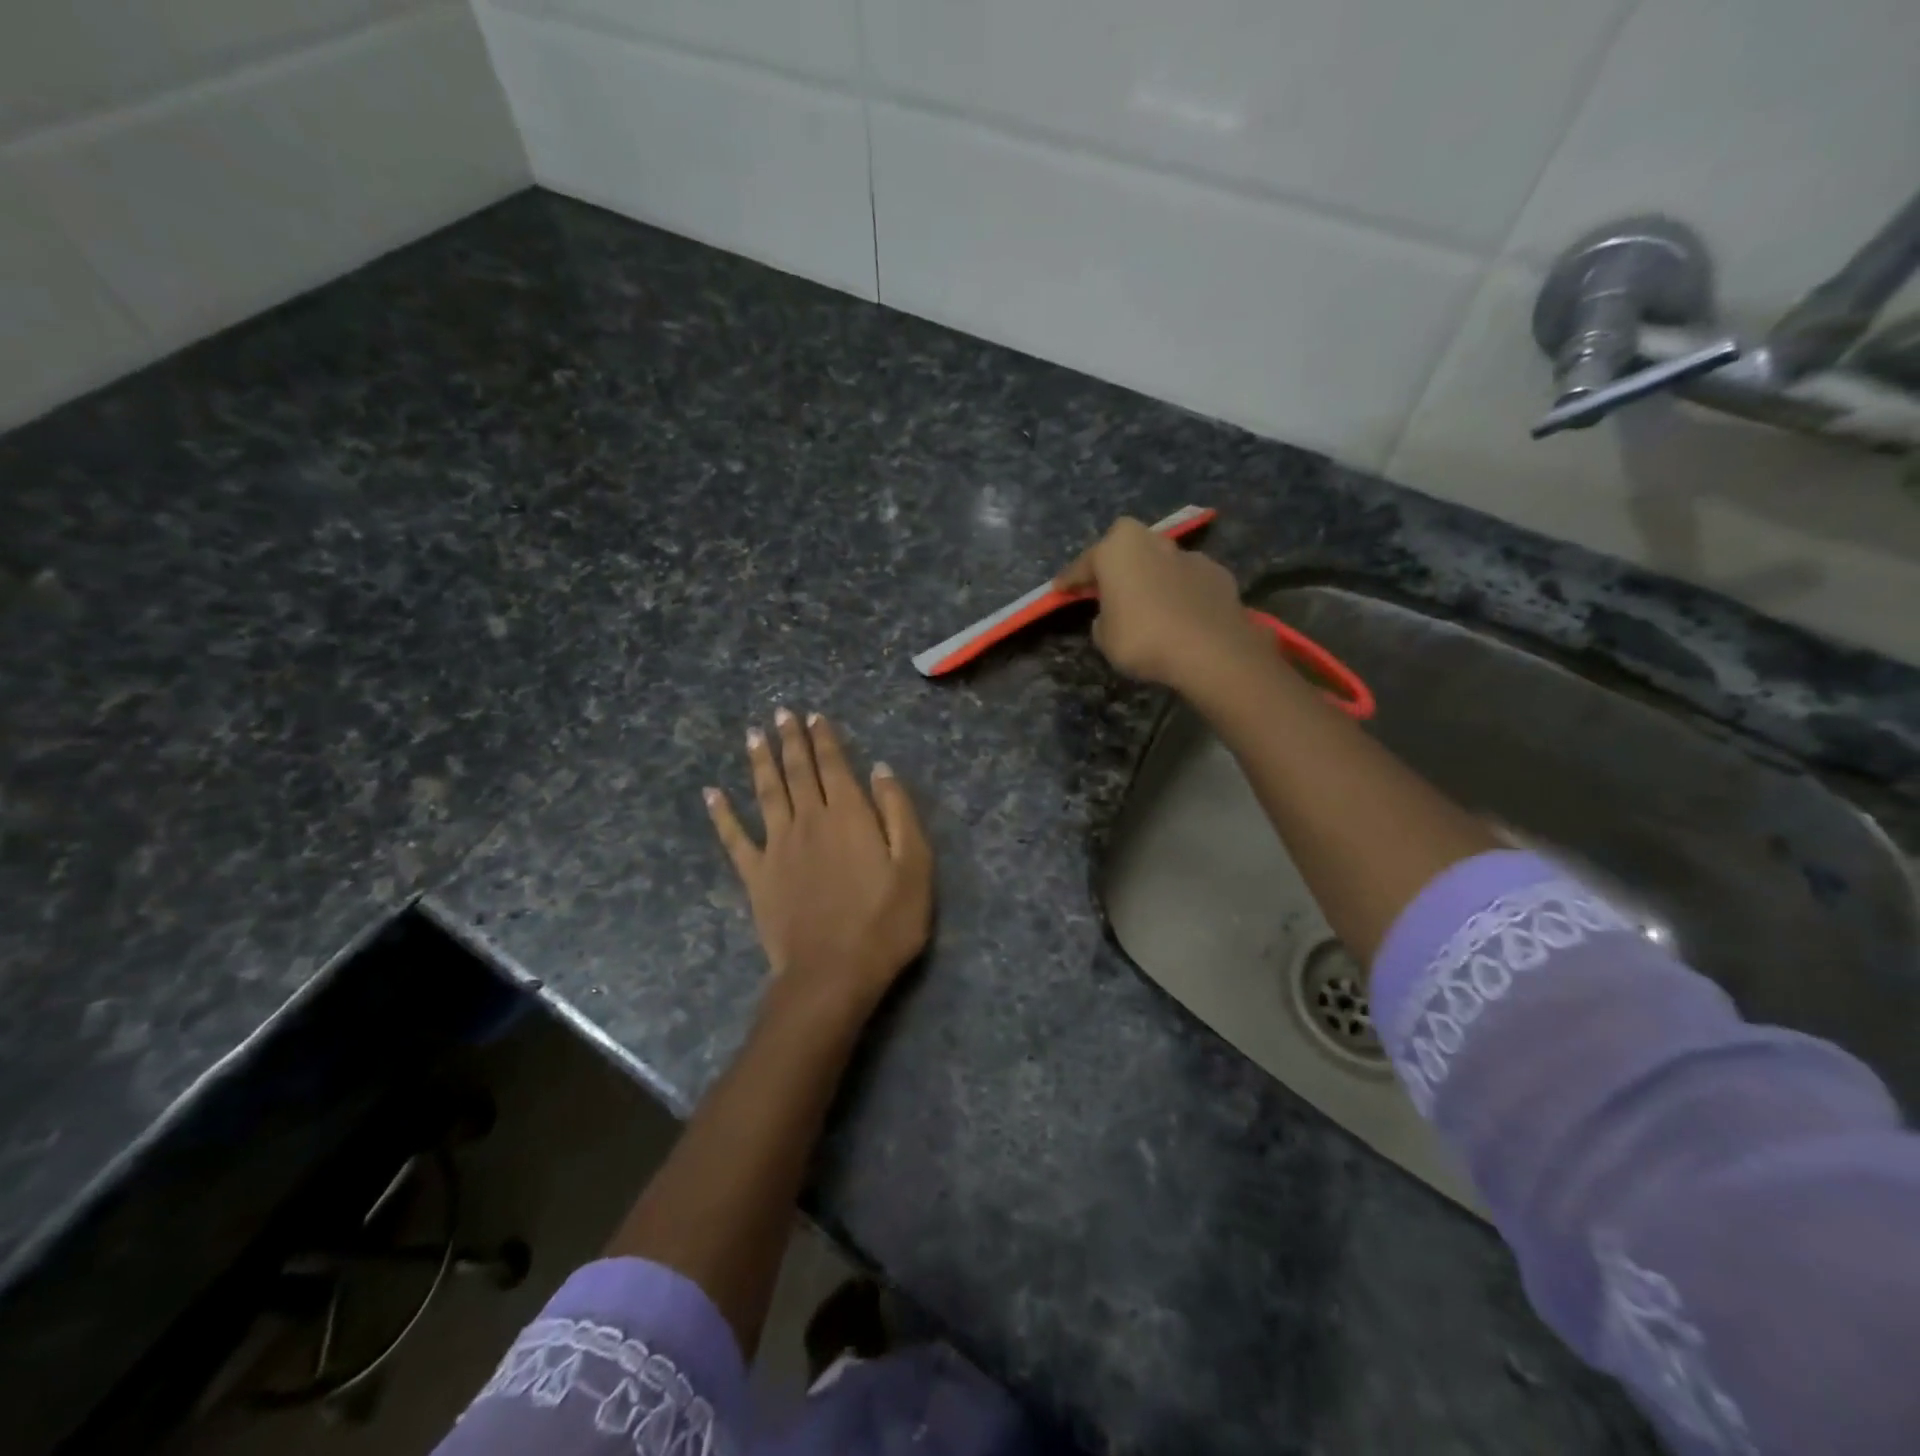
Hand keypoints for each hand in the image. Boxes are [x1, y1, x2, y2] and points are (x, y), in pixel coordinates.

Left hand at [706, 709, 932, 1024]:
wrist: (833, 973)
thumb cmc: (885, 922)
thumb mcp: (914, 866)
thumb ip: (898, 813)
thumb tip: (880, 770)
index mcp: (849, 815)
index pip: (834, 765)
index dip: (824, 739)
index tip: (814, 716)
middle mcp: (809, 820)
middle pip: (798, 771)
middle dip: (790, 739)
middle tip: (781, 713)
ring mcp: (777, 846)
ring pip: (766, 792)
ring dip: (760, 762)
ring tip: (753, 735)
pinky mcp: (756, 875)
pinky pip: (734, 838)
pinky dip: (722, 814)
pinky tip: (712, 794)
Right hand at [1055, 517, 1267, 693]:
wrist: (1211, 650)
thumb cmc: (1143, 640)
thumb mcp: (1105, 637)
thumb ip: (1104, 618)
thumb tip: (1115, 614)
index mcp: (1116, 551)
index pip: (1083, 564)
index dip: (1070, 579)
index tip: (1059, 588)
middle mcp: (1151, 542)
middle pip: (1125, 547)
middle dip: (1115, 562)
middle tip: (1108, 585)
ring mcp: (1188, 555)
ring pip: (1159, 560)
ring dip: (1150, 575)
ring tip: (1148, 602)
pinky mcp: (1216, 572)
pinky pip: (1186, 579)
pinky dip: (1179, 591)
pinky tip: (1180, 613)